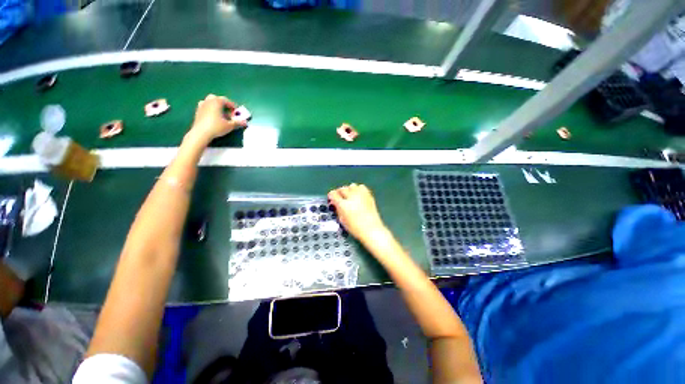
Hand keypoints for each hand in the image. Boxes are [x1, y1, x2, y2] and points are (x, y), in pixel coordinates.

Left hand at [189, 94, 246, 142]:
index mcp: (216, 102)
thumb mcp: (230, 125)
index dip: (233, 105)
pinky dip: (210, 109)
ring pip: (209, 102)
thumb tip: (245, 122)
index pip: (226, 100)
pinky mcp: (197, 112)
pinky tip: (213, 117)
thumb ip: (238, 122)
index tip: (237, 111)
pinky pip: (205, 107)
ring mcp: (201, 105)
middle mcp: (208, 101)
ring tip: (220, 114)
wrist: (201, 133)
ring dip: (216, 106)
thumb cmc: (216, 127)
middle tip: (228, 111)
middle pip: (216, 99)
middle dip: (223, 104)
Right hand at [328, 184, 385, 241]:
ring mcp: (361, 195)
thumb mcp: (342, 220)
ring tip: (349, 195)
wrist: (372, 230)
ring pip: (352, 186)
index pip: (333, 194)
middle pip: (342, 189)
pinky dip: (358, 189)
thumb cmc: (355, 228)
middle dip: (339, 192)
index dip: (331, 195)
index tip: (331, 198)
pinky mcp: (368, 195)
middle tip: (339, 198)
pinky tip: (358, 195)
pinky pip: (361, 187)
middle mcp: (351, 197)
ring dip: (349, 190)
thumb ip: (338, 209)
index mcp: (343, 205)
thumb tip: (335, 203)